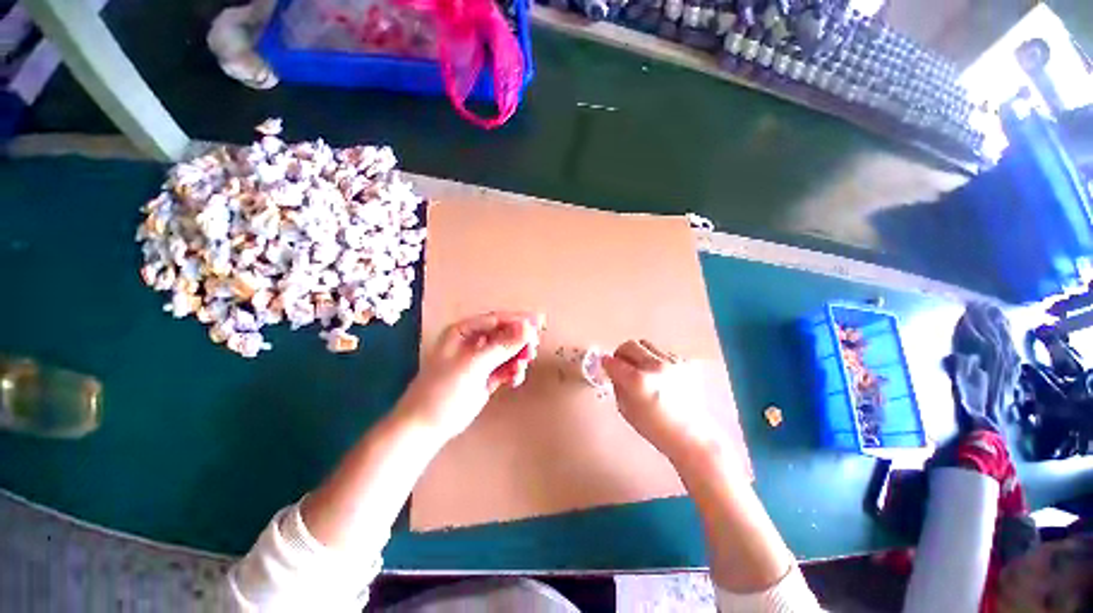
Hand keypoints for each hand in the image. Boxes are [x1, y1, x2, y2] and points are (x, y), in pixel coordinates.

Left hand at [397, 311, 543, 442]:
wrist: (427, 426)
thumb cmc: (445, 389)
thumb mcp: (474, 364)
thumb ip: (503, 345)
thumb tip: (528, 327)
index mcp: (463, 332)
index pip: (496, 319)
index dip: (518, 320)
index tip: (539, 323)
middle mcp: (473, 343)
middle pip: (504, 335)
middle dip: (520, 340)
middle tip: (533, 348)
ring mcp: (480, 361)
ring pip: (507, 352)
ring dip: (518, 357)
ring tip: (523, 365)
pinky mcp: (486, 378)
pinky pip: (505, 368)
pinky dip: (513, 372)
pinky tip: (515, 379)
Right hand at [603, 339, 725, 463]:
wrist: (692, 435)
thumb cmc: (655, 428)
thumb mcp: (625, 410)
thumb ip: (617, 385)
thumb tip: (613, 370)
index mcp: (637, 381)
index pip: (613, 361)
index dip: (606, 363)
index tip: (606, 366)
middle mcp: (655, 366)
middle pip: (629, 345)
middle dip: (621, 354)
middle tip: (622, 365)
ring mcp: (672, 362)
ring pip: (646, 345)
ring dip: (639, 355)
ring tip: (643, 370)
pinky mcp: (686, 362)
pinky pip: (663, 353)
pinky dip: (657, 360)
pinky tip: (661, 376)